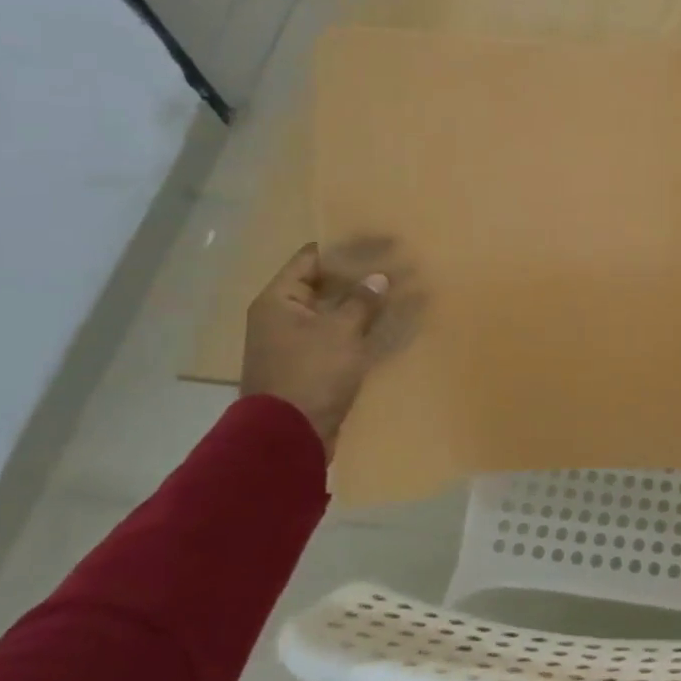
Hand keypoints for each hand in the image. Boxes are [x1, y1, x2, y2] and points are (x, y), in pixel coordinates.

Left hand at [240, 243, 388, 455]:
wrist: (288, 438)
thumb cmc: (310, 374)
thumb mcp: (340, 332)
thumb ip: (362, 301)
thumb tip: (378, 277)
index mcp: (280, 300)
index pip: (312, 258)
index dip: (345, 248)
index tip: (379, 242)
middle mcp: (283, 317)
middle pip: (325, 285)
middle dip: (360, 277)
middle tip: (396, 265)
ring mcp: (297, 344)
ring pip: (335, 313)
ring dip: (364, 305)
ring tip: (400, 292)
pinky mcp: (312, 366)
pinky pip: (340, 337)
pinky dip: (362, 330)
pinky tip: (391, 326)